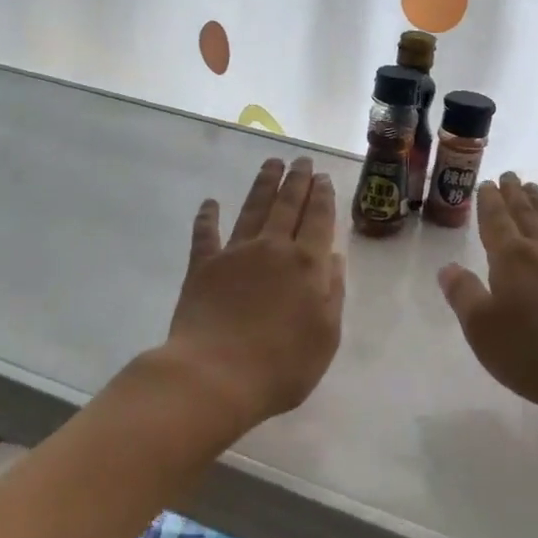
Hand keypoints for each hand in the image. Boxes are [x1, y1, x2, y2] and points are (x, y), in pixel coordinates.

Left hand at [163, 156, 344, 430]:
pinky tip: (210, 203)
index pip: (319, 220)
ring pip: (253, 208)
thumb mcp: (326, 337)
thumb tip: (334, 258)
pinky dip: (208, 216)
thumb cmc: (281, 366)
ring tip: (272, 163)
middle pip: (288, 205)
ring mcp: (235, 253)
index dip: (322, 197)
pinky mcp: (202, 266)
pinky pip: (206, 233)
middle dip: (297, 180)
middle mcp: (273, 248)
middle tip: (301, 160)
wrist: (215, 377)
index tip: (323, 177)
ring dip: (263, 184)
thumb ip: (333, 294)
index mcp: (307, 265)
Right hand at [438, 173, 537, 418]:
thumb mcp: (481, 329)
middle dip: (514, 194)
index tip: (487, 184)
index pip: (496, 220)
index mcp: (510, 259)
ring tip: (534, 189)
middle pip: (526, 214)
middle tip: (510, 176)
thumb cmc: (532, 353)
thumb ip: (462, 294)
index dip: (489, 201)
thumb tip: (447, 268)